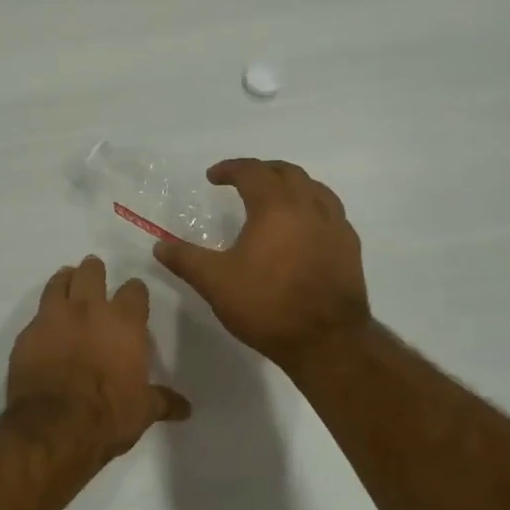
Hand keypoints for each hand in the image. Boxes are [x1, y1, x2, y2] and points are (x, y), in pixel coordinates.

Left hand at [6, 255, 191, 460]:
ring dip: (65, 280)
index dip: (135, 292)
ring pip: (59, 283)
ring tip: (67, 280)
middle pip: (92, 274)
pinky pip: (36, 314)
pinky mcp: (27, 334)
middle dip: (94, 271)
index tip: (134, 295)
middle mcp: (90, 310)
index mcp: (125, 323)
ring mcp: (54, 318)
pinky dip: (43, 315)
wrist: (54, 425)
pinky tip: (44, 324)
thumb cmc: (108, 415)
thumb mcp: (143, 411)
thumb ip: (162, 402)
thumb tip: (186, 408)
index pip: (134, 291)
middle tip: (95, 272)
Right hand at [154, 158, 370, 371]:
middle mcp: (309, 206)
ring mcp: (335, 226)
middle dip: (262, 171)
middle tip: (243, 181)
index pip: (252, 172)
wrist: (326, 340)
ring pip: (315, 189)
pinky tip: (304, 228)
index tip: (213, 177)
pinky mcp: (350, 247)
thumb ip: (186, 260)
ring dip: (291, 185)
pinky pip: (331, 212)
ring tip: (275, 199)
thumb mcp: (215, 283)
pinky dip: (312, 207)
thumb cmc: (267, 305)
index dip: (230, 169)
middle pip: (287, 173)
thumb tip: (159, 245)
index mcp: (275, 207)